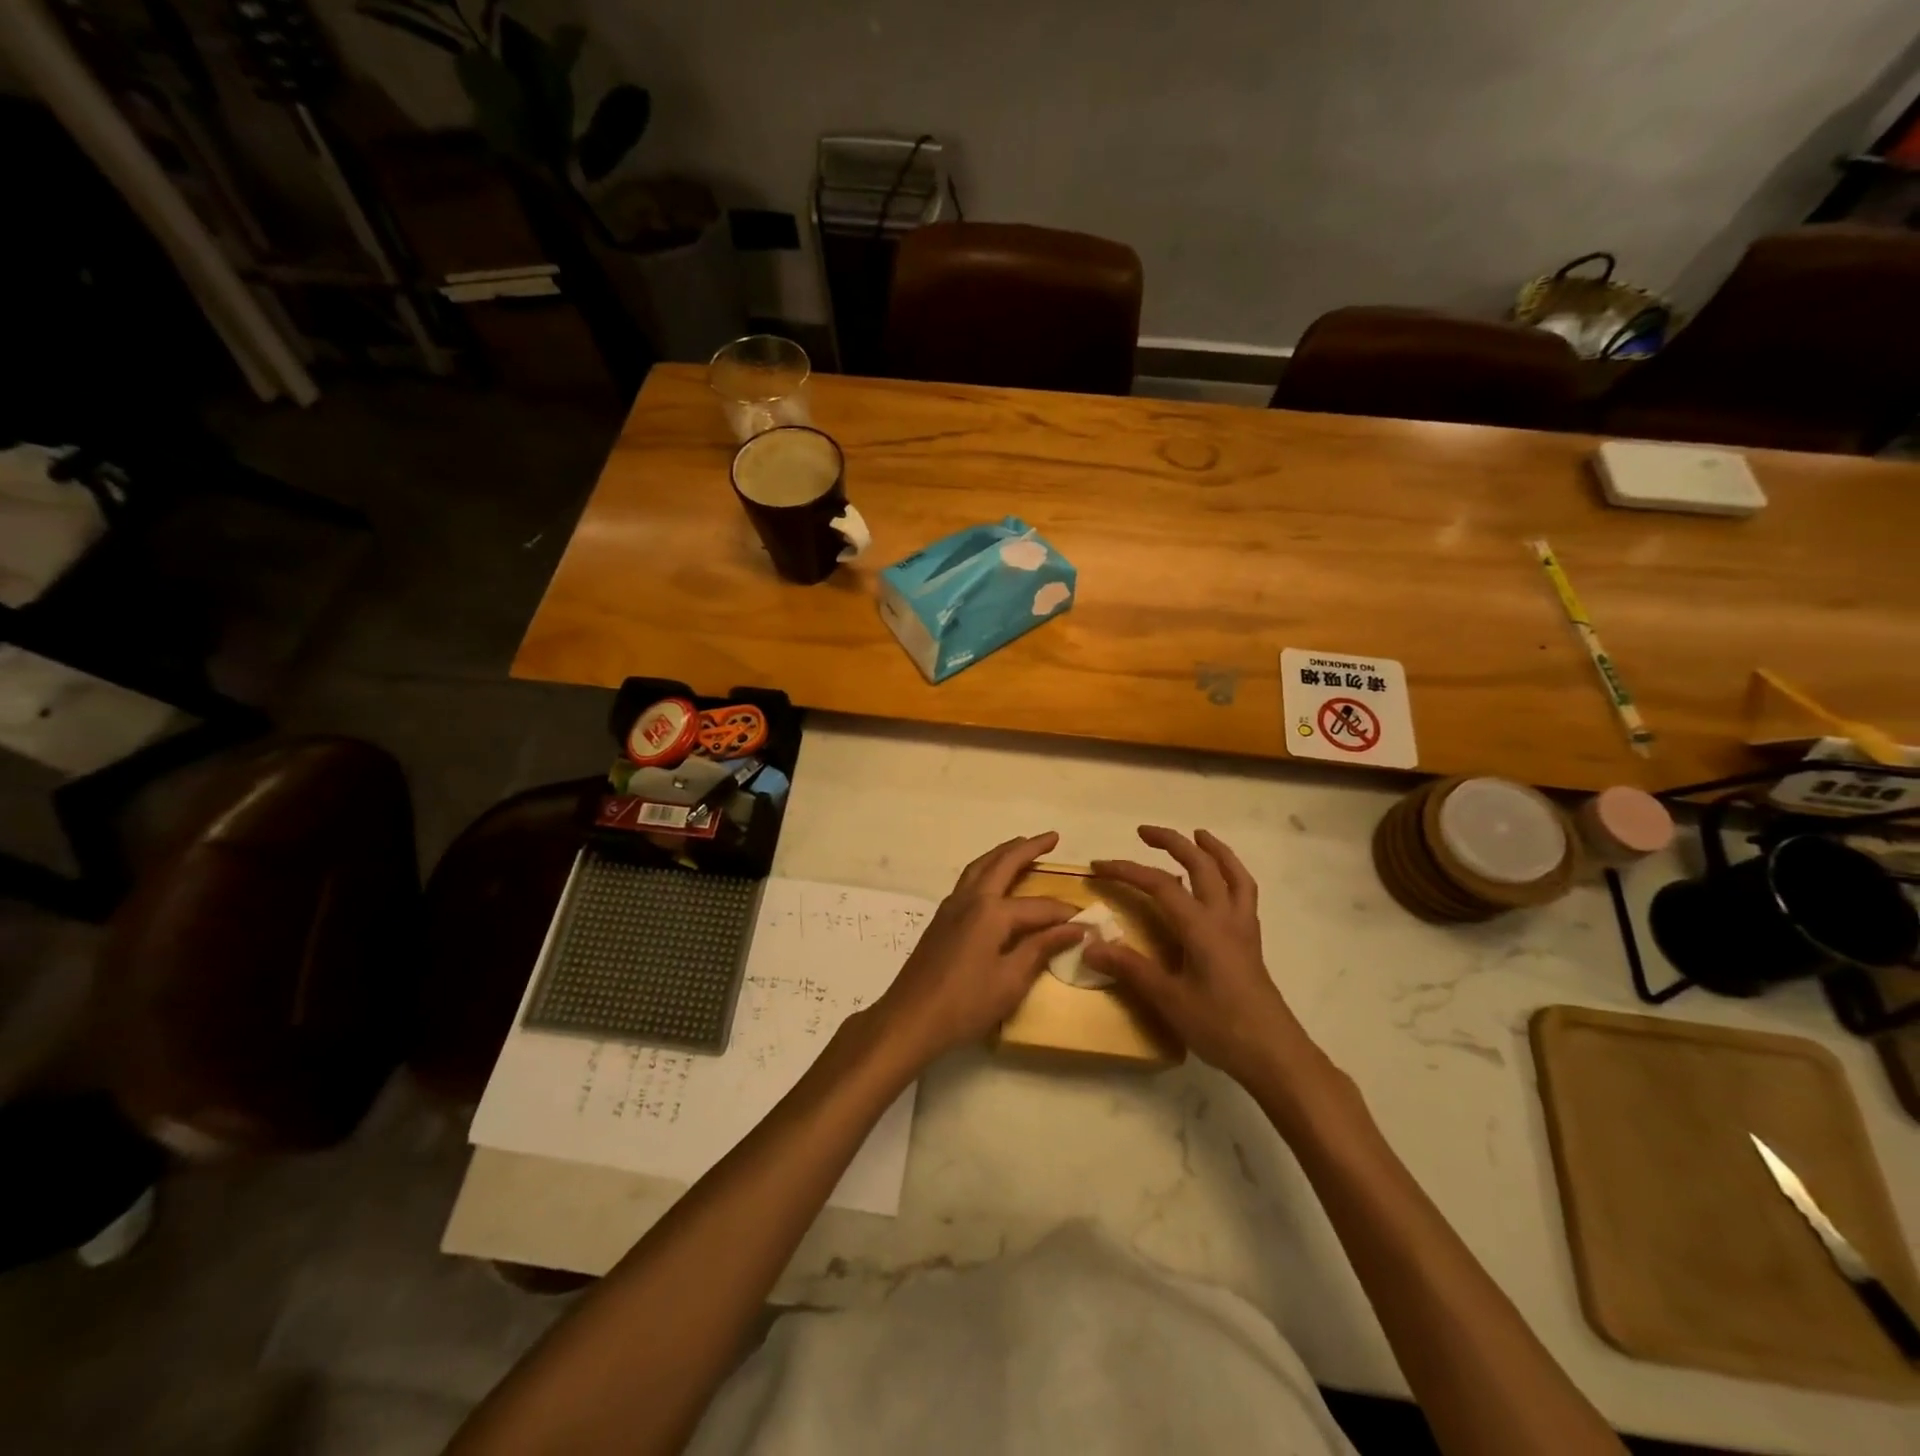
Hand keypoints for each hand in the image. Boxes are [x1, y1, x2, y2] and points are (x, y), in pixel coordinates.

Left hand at [868, 833, 1085, 1066]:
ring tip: (1021, 845)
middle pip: (1003, 864)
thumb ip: (1041, 949)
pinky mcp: (941, 918)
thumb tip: (1076, 928)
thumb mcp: (1011, 981)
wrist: (910, 1018)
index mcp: (991, 912)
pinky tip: (992, 880)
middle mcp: (971, 899)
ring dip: (1002, 853)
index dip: (1064, 914)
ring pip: (980, 866)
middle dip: (1028, 848)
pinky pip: (968, 880)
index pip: (1038, 907)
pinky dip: (985, 869)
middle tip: (1052, 837)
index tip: (1087, 919)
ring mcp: (951, 906)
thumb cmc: (965, 1004)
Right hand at [1086, 827, 1317, 1088]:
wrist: (1275, 1055)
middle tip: (1143, 832)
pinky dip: (1232, 874)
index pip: (1158, 884)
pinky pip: (1244, 893)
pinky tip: (1222, 881)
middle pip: (1200, 865)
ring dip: (1213, 850)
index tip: (1098, 868)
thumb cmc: (1220, 1026)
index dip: (1126, 870)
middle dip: (1172, 842)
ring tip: (1197, 836)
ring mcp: (1242, 928)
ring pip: (1232, 874)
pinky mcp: (1251, 942)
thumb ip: (1130, 968)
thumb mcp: (1168, 1000)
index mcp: (1201, 926)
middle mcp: (1224, 917)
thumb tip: (1089, 944)